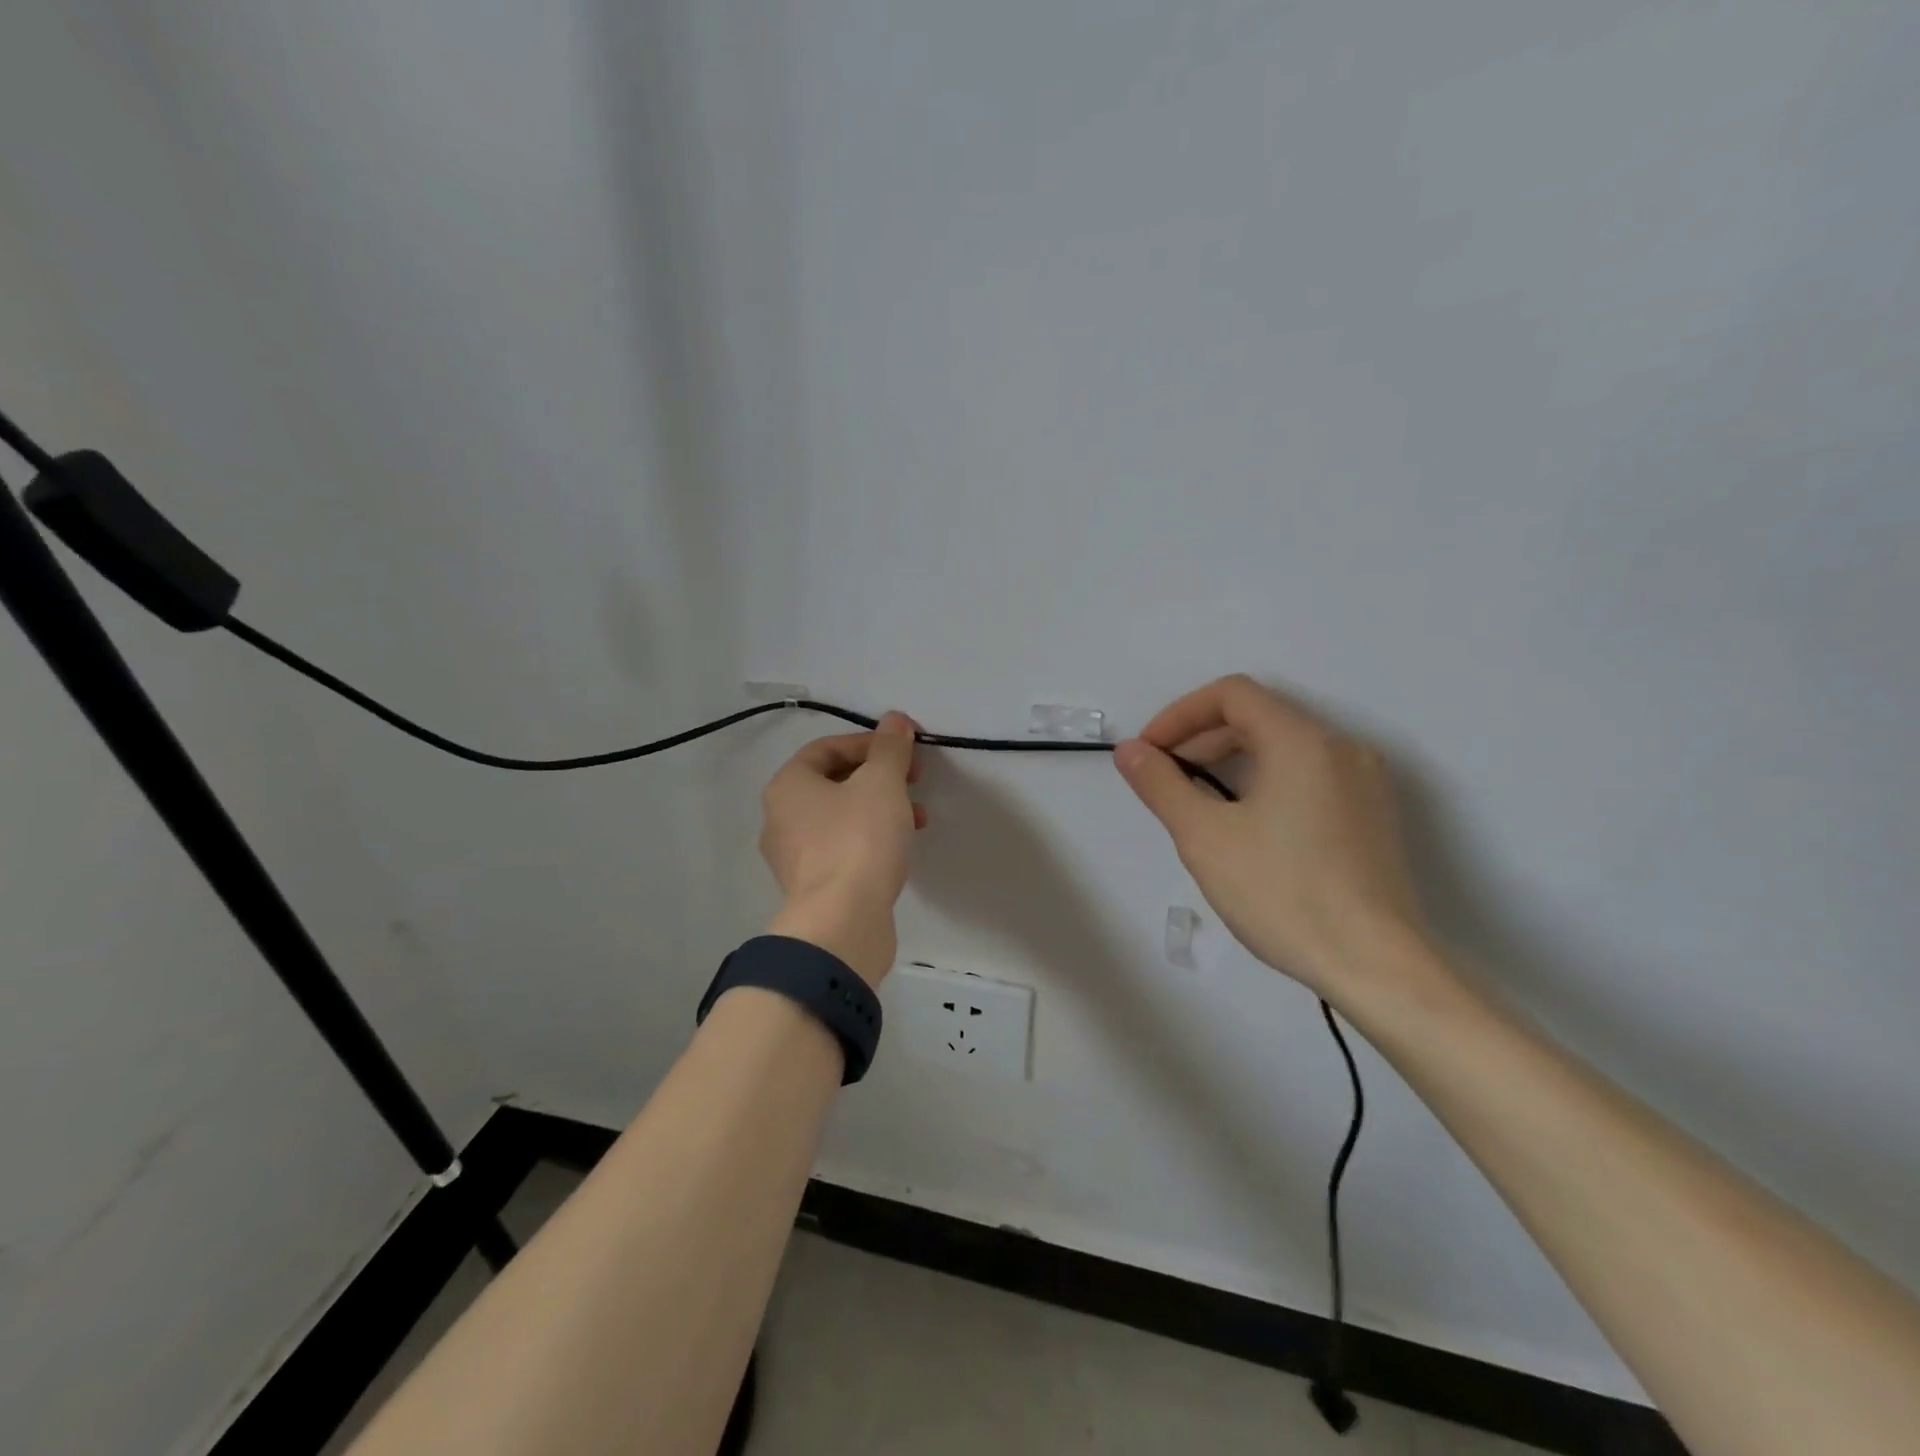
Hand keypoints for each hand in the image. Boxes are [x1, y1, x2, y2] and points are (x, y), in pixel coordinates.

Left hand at [760, 711, 924, 986]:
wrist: (843, 922)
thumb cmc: (858, 840)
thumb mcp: (882, 782)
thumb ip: (890, 748)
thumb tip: (895, 720)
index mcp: (788, 786)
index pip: (827, 748)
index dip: (870, 742)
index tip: (906, 750)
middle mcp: (781, 819)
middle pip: (834, 782)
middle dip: (879, 777)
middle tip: (914, 781)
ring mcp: (794, 857)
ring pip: (841, 817)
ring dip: (880, 809)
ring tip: (917, 818)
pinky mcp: (812, 887)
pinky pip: (843, 849)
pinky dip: (871, 840)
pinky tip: (899, 848)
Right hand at [1113, 675, 1424, 998]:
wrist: (1375, 966)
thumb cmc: (1283, 894)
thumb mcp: (1204, 837)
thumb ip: (1160, 785)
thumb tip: (1129, 751)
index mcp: (1302, 741)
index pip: (1232, 694)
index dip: (1180, 714)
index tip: (1148, 753)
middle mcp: (1341, 746)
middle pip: (1258, 717)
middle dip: (1201, 739)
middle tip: (1163, 780)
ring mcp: (1365, 781)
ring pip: (1284, 746)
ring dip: (1231, 760)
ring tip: (1196, 803)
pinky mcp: (1373, 814)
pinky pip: (1309, 774)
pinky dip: (1266, 780)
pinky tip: (1245, 824)